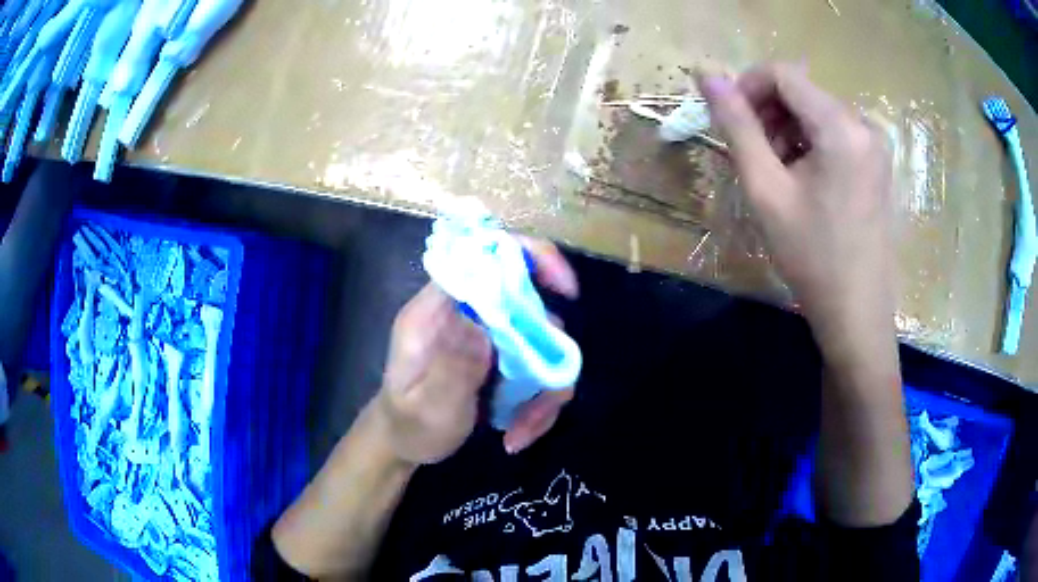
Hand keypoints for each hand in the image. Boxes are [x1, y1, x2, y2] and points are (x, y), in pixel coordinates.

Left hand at [374, 238, 579, 464]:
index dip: (529, 257)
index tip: (565, 289)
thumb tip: (486, 332)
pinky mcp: (505, 361)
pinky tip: (519, 432)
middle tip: (540, 400)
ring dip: (544, 392)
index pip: (483, 259)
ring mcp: (489, 338)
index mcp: (437, 311)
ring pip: (544, 344)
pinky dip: (539, 403)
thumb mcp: (425, 407)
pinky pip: (541, 371)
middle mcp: (468, 316)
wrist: (405, 443)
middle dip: (547, 353)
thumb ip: (452, 370)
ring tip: (520, 430)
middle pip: (530, 304)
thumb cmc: (408, 425)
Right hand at [697, 63, 895, 353]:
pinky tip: (802, 180)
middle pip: (802, 92)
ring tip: (777, 174)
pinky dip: (810, 144)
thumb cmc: (812, 256)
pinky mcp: (877, 162)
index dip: (748, 87)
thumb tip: (705, 74)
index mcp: (841, 126)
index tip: (730, 121)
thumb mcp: (766, 189)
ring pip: (816, 112)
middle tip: (753, 156)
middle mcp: (864, 124)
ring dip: (787, 130)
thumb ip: (737, 126)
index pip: (784, 74)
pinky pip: (834, 133)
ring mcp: (875, 144)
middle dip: (769, 113)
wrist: (856, 312)